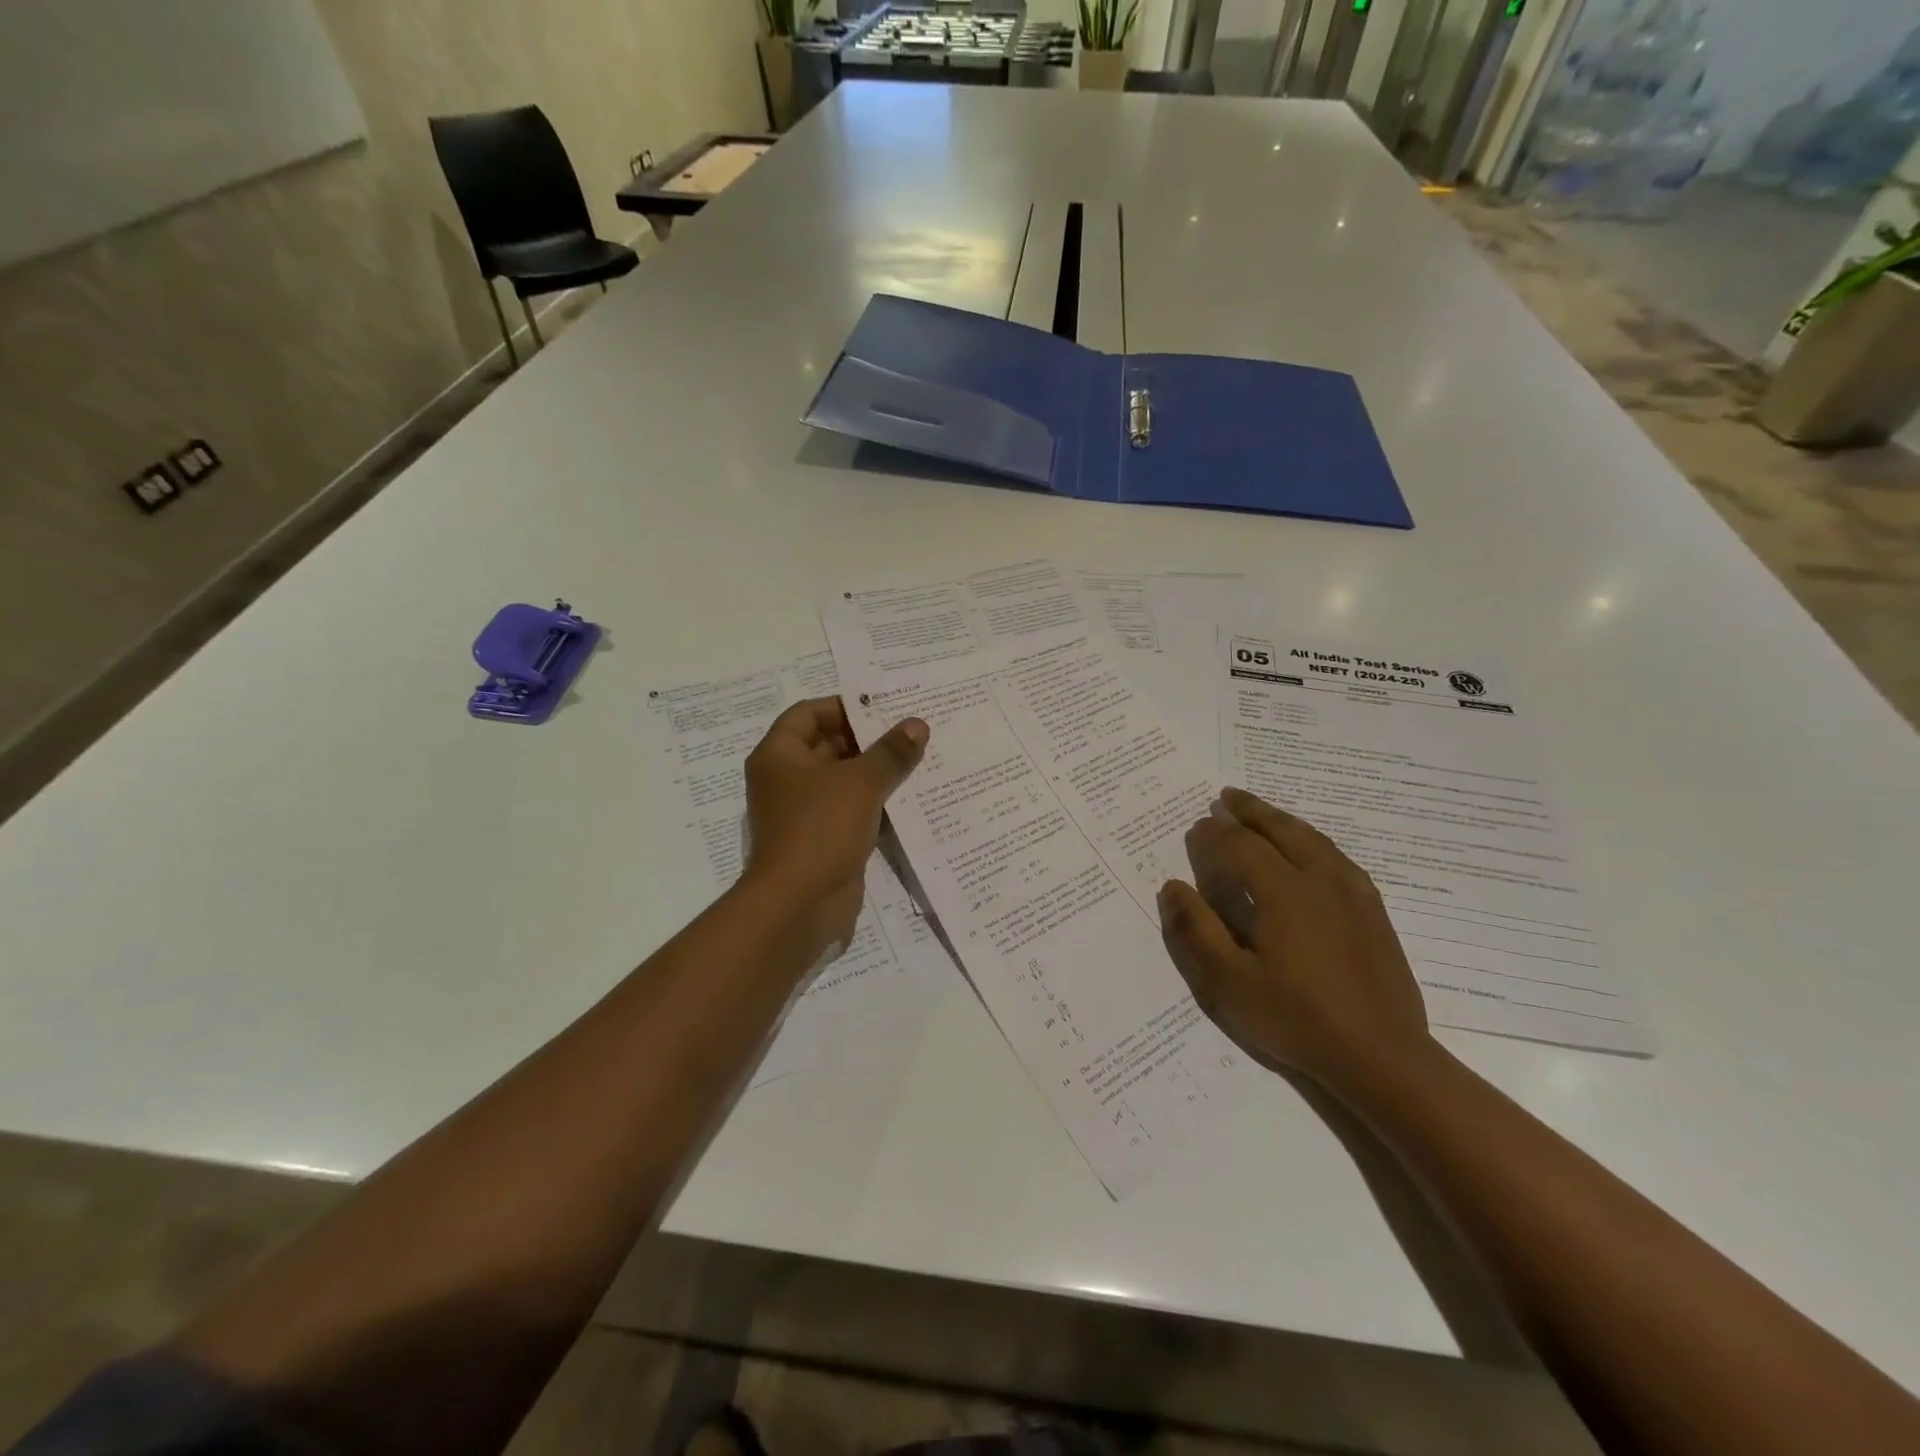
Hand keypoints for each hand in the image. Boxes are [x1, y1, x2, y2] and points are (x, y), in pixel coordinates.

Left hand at [742, 697, 927, 960]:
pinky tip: (912, 796)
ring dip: (876, 771)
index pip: (808, 713)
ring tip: (920, 757)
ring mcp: (804, 812)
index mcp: (779, 756)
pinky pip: (851, 810)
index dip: (843, 706)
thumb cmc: (820, 829)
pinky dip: (876, 802)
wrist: (799, 905)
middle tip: (912, 730)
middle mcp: (786, 779)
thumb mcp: (860, 783)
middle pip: (827, 745)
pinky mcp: (823, 839)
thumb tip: (917, 725)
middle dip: (868, 738)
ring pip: (843, 780)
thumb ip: (890, 752)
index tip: (884, 707)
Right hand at [1157, 788, 1432, 1092]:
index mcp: (1283, 892)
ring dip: (1282, 820)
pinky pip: (1338, 858)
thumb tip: (1172, 886)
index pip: (1241, 847)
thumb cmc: (1296, 1018)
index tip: (1197, 826)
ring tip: (1262, 812)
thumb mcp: (1229, 982)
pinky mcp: (1373, 911)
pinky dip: (1314, 841)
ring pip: (1313, 839)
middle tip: (1226, 797)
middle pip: (1280, 831)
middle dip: (1250, 811)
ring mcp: (1353, 893)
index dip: (1215, 834)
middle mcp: (1319, 880)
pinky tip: (1311, 849)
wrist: (1381, 1056)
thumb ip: (1197, 930)